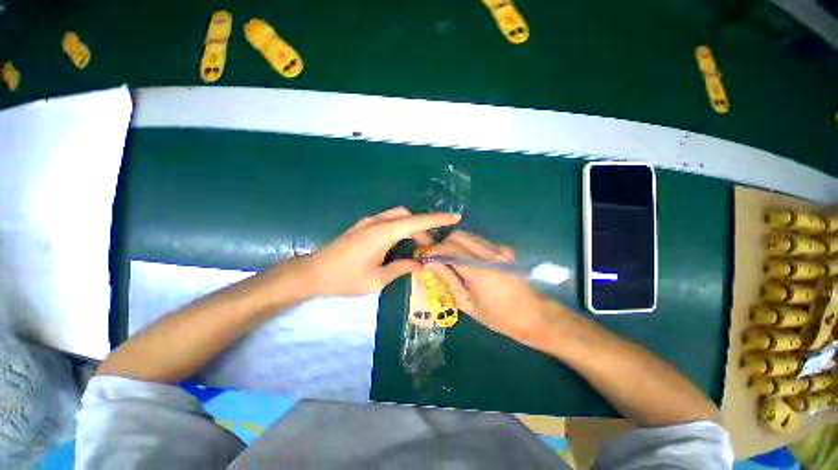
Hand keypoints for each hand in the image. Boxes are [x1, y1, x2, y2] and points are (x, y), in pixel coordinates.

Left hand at [300, 207, 460, 296]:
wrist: (313, 273)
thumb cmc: (345, 279)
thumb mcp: (377, 280)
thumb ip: (401, 268)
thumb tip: (420, 264)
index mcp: (383, 234)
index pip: (416, 222)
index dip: (437, 219)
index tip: (455, 217)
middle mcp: (377, 222)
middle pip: (408, 216)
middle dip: (423, 227)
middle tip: (429, 248)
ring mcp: (368, 222)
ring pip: (398, 216)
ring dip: (411, 227)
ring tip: (416, 247)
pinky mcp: (363, 226)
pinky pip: (388, 220)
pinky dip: (400, 228)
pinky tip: (400, 243)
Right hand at [424, 231, 571, 350]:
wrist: (536, 316)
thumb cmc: (500, 317)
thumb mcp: (468, 304)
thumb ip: (448, 280)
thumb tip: (429, 264)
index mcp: (479, 270)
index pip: (449, 248)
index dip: (433, 249)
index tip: (424, 255)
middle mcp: (490, 254)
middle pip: (459, 235)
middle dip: (443, 243)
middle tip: (436, 257)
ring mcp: (500, 250)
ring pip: (470, 236)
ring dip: (455, 243)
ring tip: (449, 259)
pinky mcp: (505, 250)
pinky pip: (480, 241)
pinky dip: (468, 246)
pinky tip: (467, 260)